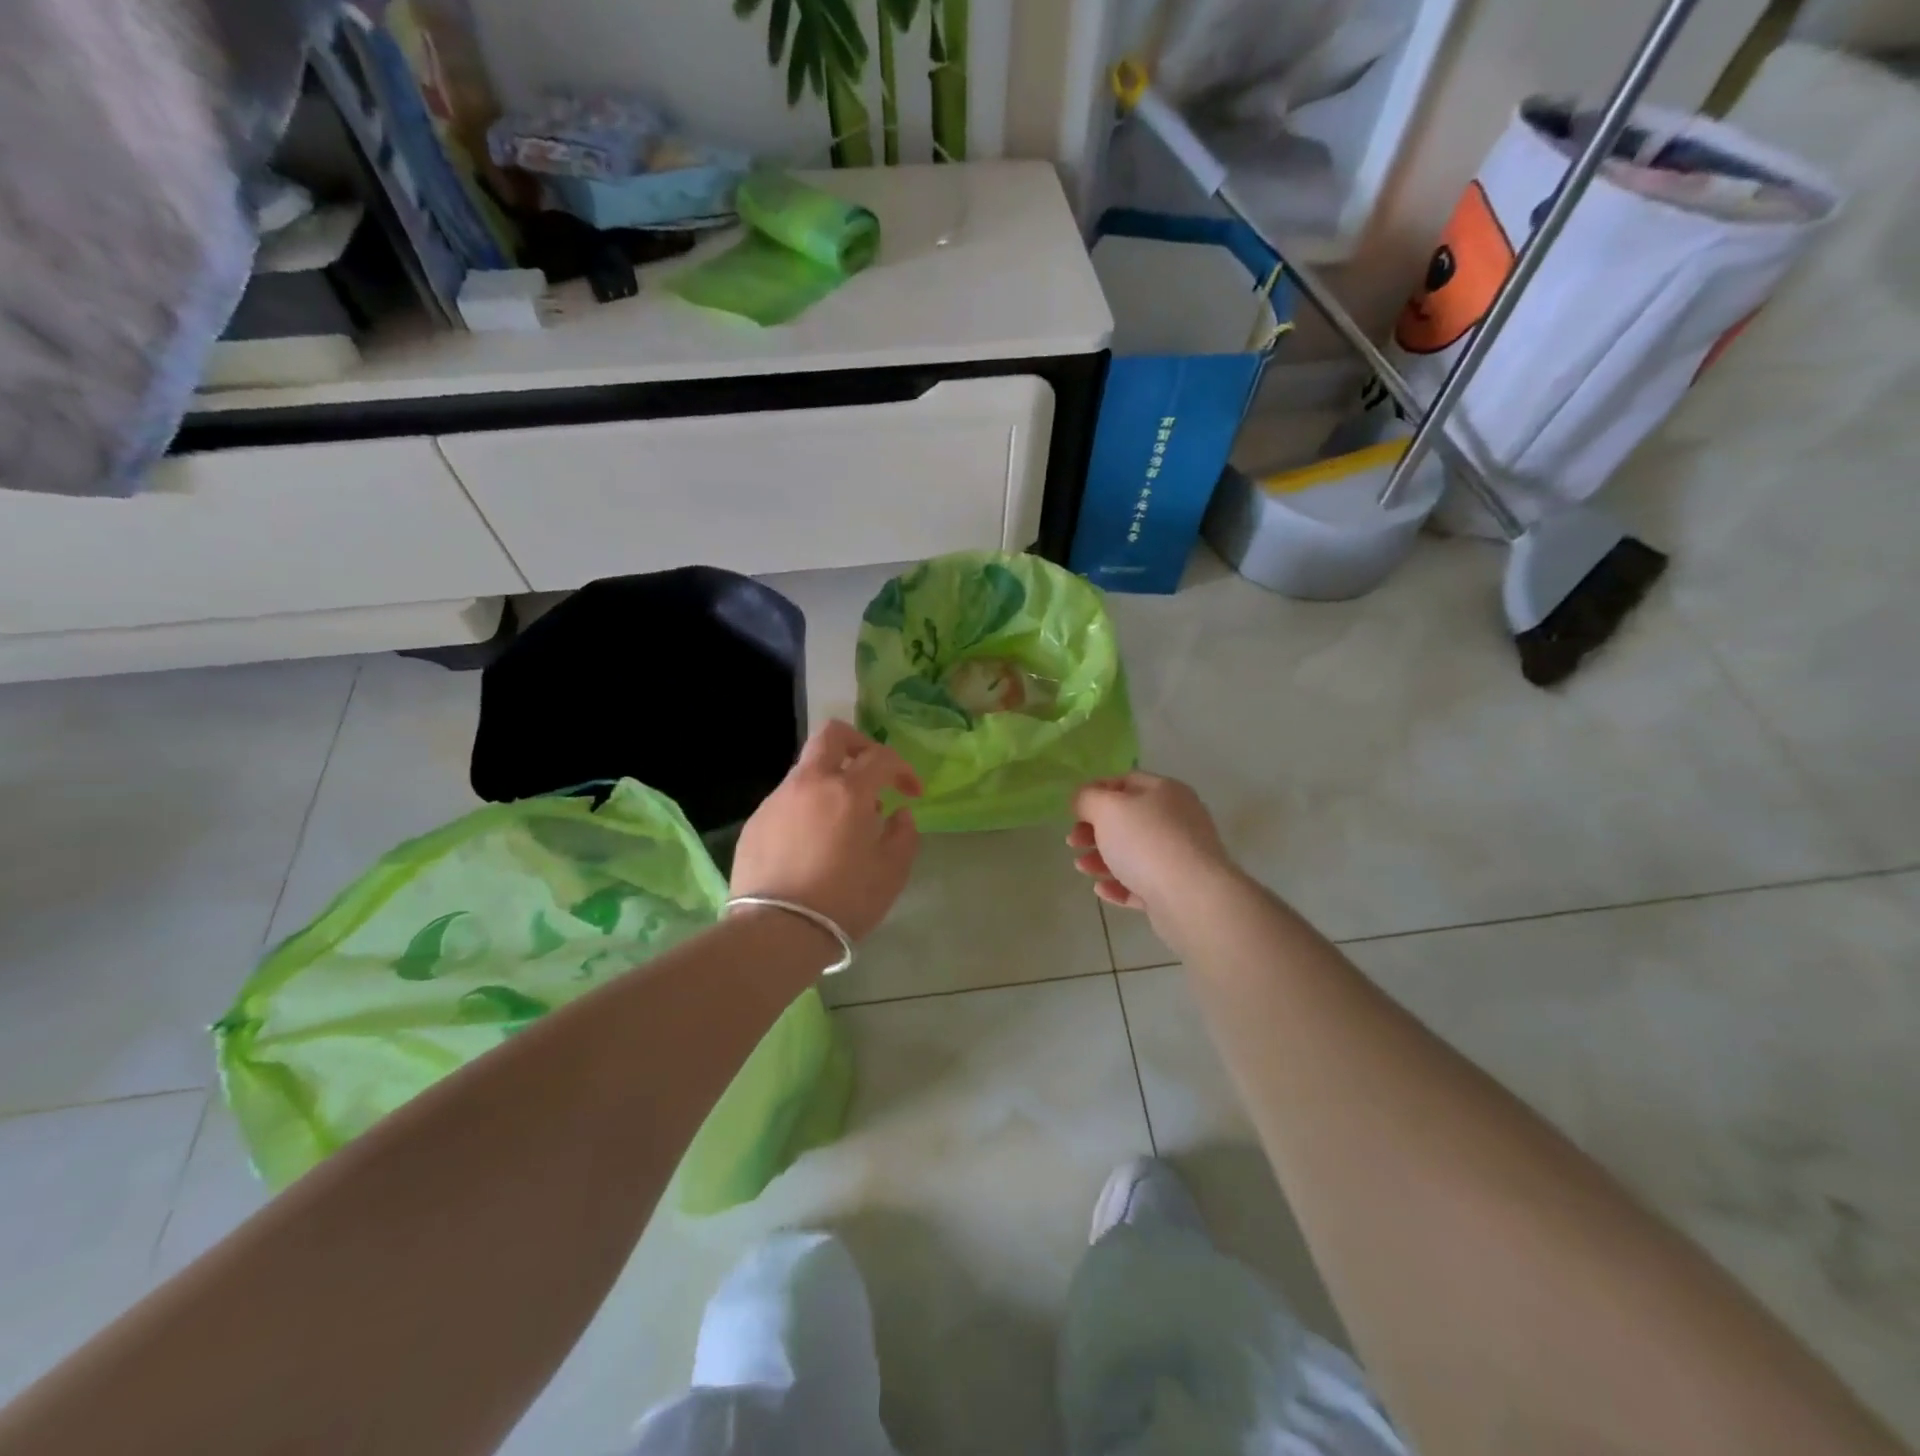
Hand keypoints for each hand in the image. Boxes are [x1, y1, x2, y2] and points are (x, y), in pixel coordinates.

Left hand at [731, 721, 921, 942]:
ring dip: (831, 782)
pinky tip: (813, 843)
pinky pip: (788, 800)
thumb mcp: (891, 873)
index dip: (903, 769)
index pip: (881, 757)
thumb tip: (900, 814)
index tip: (912, 794)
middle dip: (859, 745)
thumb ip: (904, 835)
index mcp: (848, 791)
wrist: (777, 932)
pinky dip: (808, 808)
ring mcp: (777, 800)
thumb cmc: (844, 901)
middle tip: (872, 774)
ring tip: (843, 821)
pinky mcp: (755, 822)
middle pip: (832, 736)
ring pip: (807, 770)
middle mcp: (809, 784)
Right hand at [1068, 773, 1238, 925]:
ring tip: (1082, 867)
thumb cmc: (1146, 842)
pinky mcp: (1177, 890)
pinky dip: (1119, 884)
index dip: (1096, 791)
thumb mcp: (1108, 809)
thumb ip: (1087, 798)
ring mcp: (1180, 856)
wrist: (1191, 897)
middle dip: (1095, 830)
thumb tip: (1082, 800)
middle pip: (1128, 820)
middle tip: (1073, 841)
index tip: (1073, 809)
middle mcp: (1177, 820)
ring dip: (1102, 858)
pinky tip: (1101, 889)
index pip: (1126, 781)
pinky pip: (1142, 883)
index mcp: (1166, 792)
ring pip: (1133, 853)